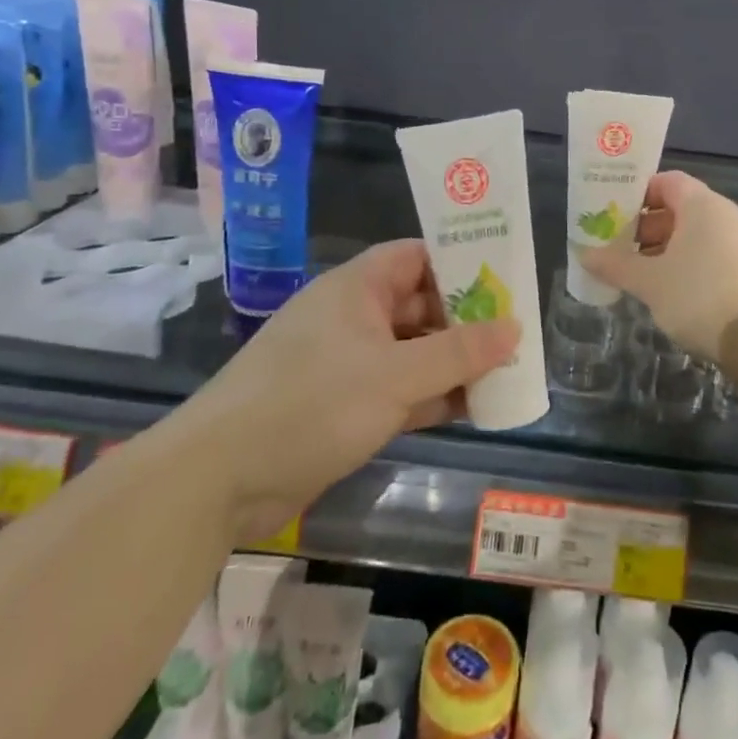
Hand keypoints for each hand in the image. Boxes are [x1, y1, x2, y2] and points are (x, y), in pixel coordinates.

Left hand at [180, 240, 517, 533]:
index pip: (418, 257)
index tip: (506, 277)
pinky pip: (402, 390)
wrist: (219, 481)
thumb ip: (458, 352)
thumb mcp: (394, 376)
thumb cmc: (310, 404)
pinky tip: (475, 408)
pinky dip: (434, 396)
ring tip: (509, 371)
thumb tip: (515, 327)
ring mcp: (349, 364)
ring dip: (455, 363)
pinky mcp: (346, 406)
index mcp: (357, 289)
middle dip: (468, 320)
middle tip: (518, 332)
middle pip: (421, 306)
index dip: (461, 262)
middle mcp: (354, 318)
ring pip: (415, 352)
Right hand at [578, 171, 737, 381]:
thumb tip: (584, 255)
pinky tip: (668, 291)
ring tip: (637, 274)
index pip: (667, 181)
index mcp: (703, 205)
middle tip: (617, 248)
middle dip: (645, 227)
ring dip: (664, 249)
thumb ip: (616, 265)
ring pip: (695, 235)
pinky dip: (686, 264)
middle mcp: (726, 216)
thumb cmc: (699, 297)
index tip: (612, 214)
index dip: (637, 194)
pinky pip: (710, 255)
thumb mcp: (650, 282)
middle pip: (679, 208)